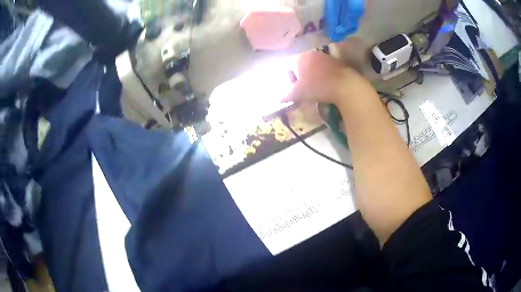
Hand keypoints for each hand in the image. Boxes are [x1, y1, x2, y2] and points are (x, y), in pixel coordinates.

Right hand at [286, 51, 374, 105]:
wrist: (345, 86)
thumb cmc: (317, 87)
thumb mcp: (298, 94)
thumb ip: (286, 95)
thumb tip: (277, 100)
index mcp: (299, 57)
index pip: (288, 66)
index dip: (289, 78)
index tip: (294, 89)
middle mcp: (311, 53)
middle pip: (300, 64)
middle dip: (300, 76)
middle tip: (304, 89)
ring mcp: (325, 56)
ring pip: (313, 66)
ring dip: (312, 76)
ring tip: (316, 88)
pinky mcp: (336, 61)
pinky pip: (325, 68)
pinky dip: (323, 75)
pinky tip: (327, 85)